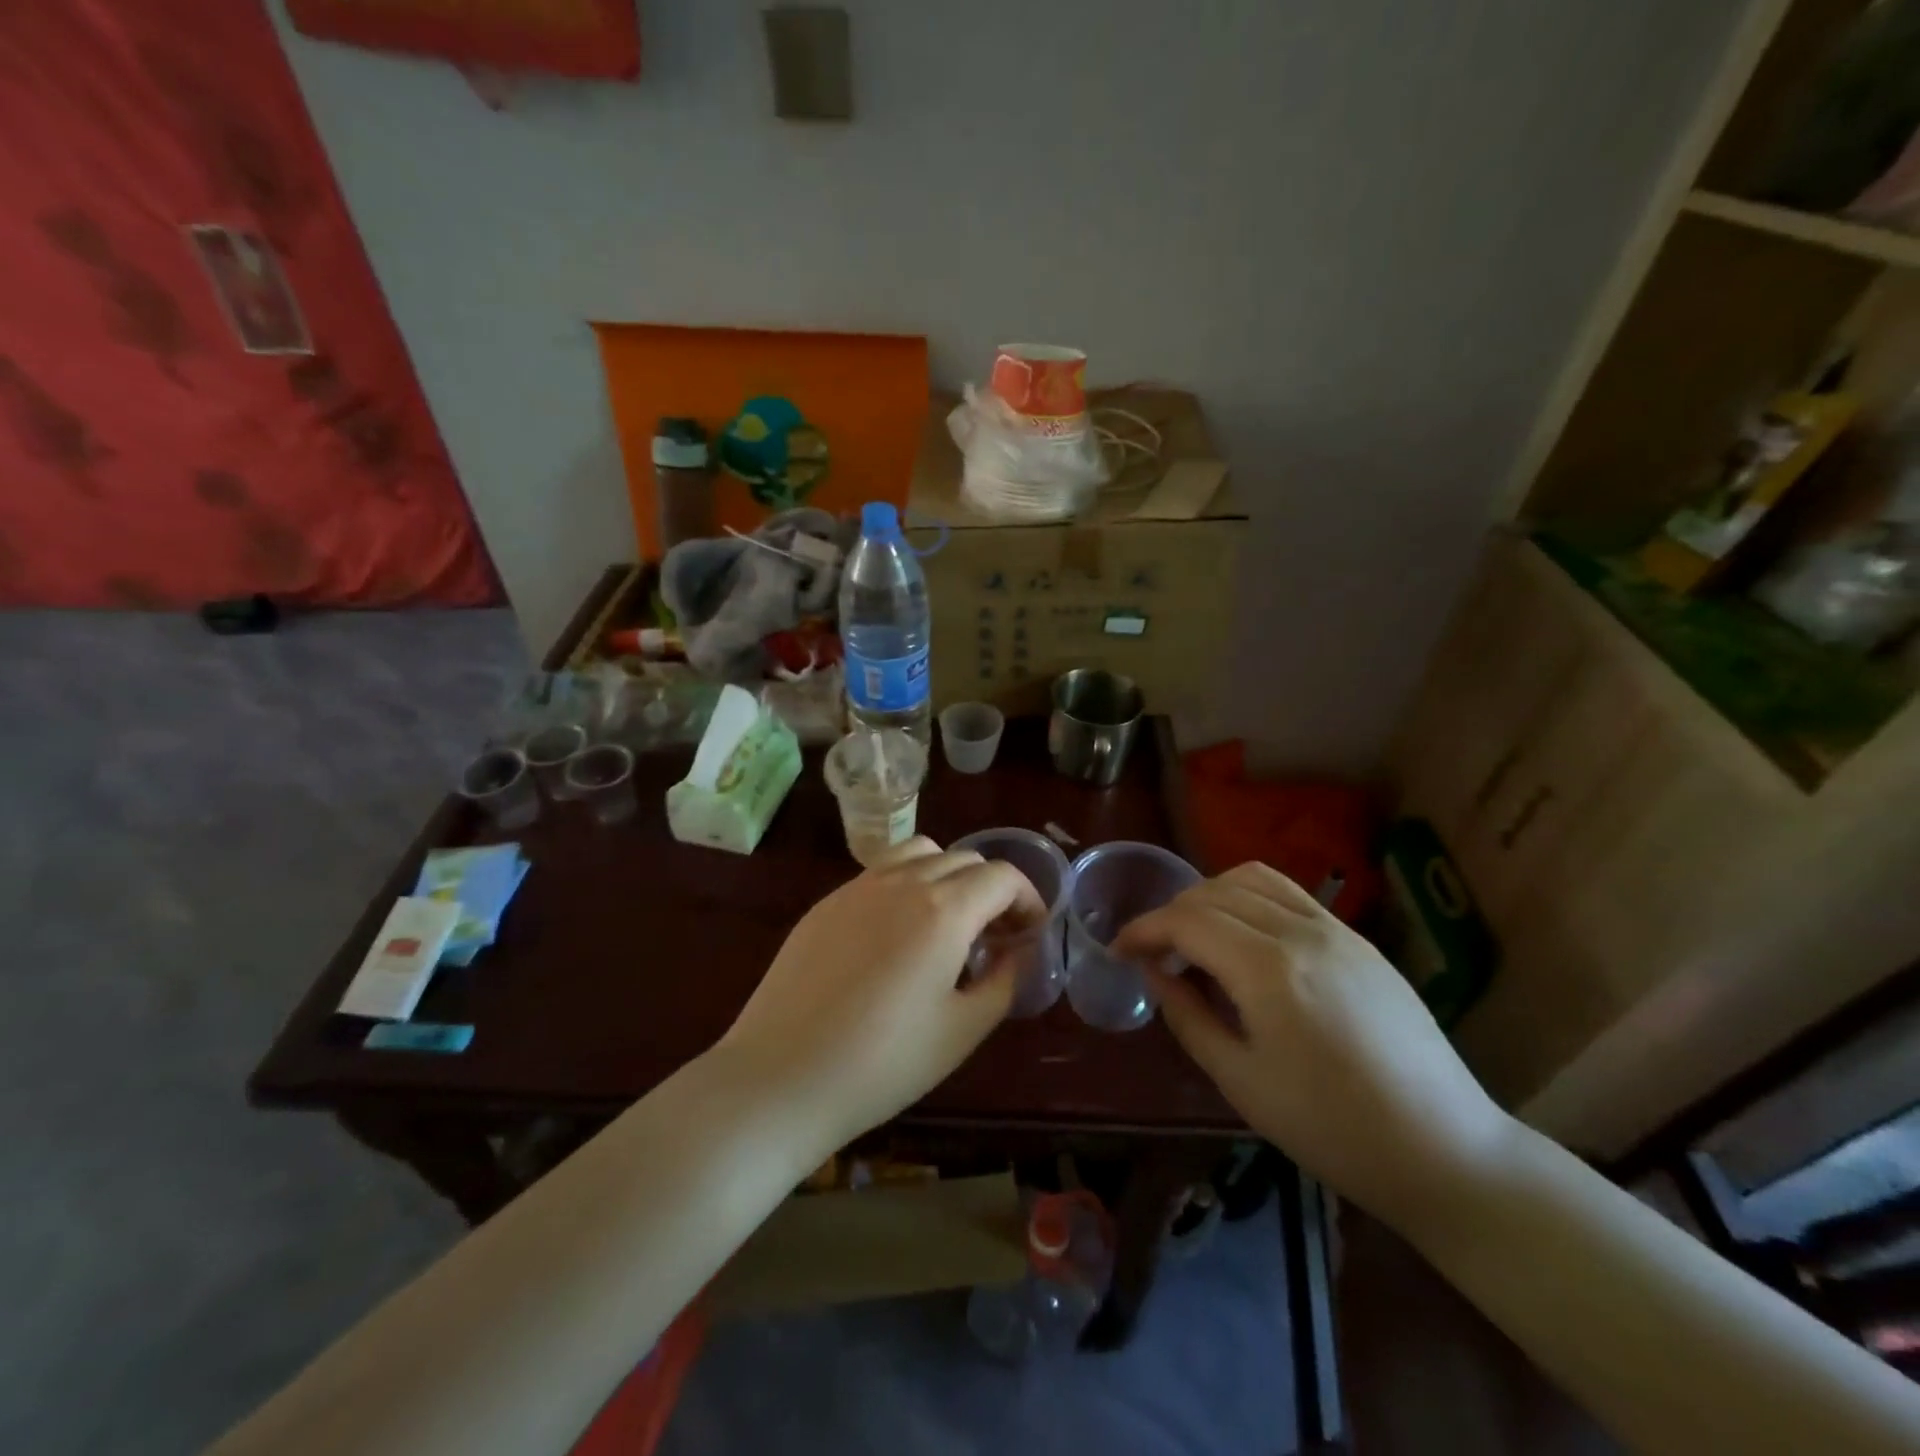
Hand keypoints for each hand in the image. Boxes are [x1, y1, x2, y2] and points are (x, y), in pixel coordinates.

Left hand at [715, 837, 1044, 1150]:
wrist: (781, 1076)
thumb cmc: (883, 1063)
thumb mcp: (962, 1030)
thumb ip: (1003, 981)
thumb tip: (1018, 951)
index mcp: (944, 910)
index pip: (1002, 877)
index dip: (1028, 899)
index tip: (1030, 932)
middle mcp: (903, 882)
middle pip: (965, 859)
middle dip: (992, 889)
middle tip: (995, 934)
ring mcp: (859, 887)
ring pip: (920, 852)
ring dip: (948, 875)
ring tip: (947, 921)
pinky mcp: (827, 902)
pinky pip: (881, 872)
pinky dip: (907, 884)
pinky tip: (897, 934)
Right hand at [1113, 862, 1511, 1228]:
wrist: (1444, 1150)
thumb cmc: (1331, 1128)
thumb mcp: (1241, 1081)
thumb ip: (1188, 1017)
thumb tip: (1154, 973)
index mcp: (1268, 969)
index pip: (1186, 921)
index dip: (1143, 930)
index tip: (1118, 951)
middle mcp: (1300, 931)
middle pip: (1213, 893)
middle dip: (1170, 915)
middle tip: (1154, 954)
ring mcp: (1336, 929)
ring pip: (1252, 879)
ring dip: (1209, 897)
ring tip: (1196, 938)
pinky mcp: (1358, 939)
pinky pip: (1289, 893)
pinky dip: (1249, 899)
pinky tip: (1244, 938)